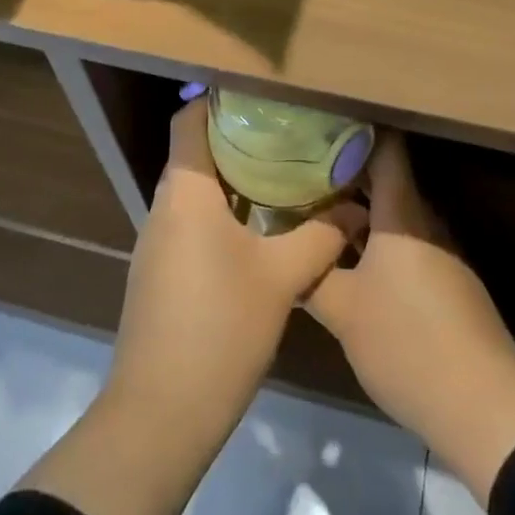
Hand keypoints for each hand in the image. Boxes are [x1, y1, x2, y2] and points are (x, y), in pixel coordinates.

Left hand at [20, 98, 363, 514]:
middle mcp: (164, 208)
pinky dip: (225, 213)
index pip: (190, 120)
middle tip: (292, 133)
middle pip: (196, 153)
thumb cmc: (219, 330)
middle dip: (241, 139)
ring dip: (235, 179)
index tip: (265, 96)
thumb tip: (357, 208)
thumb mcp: (281, 279)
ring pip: (196, 191)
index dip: (221, 99)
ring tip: (286, 173)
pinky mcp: (159, 274)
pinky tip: (262, 229)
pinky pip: (192, 223)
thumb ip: (321, 235)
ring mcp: (157, 244)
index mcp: (185, 193)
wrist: (158, 417)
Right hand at [306, 136, 514, 502]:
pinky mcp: (449, 283)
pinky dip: (377, 242)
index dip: (356, 131)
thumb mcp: (344, 312)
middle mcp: (425, 222)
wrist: (483, 408)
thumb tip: (288, 252)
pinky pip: (406, 245)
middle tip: (300, 174)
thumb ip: (312, 276)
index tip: (320, 124)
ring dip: (359, 213)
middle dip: (345, 176)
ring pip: (394, 217)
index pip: (385, 149)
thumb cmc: (407, 343)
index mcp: (402, 214)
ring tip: (316, 215)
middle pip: (386, 182)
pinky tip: (350, 262)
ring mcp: (442, 253)